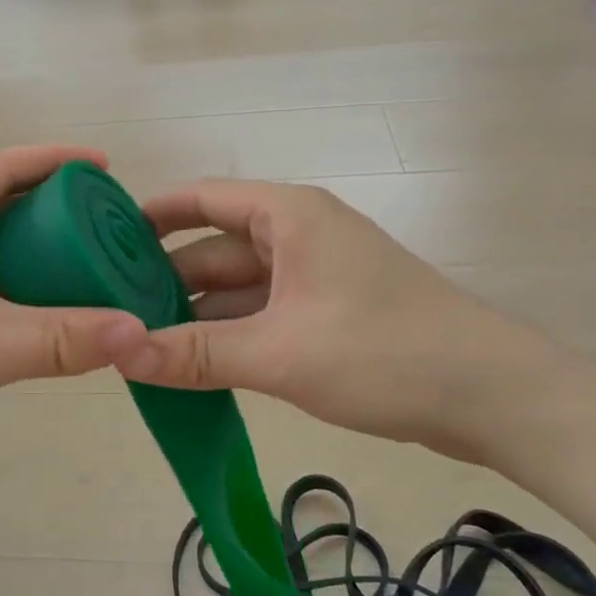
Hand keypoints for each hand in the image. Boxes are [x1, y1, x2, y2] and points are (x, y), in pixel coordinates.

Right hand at [104, 180, 559, 465]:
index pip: (201, 198)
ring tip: (140, 343)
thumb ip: (196, 354)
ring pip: (237, 286)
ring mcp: (315, 275)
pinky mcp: (329, 312)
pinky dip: (229, 334)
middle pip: (214, 247)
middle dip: (165, 279)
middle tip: (111, 311)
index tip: (99, 243)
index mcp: (288, 216)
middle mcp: (298, 234)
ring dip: (196, 313)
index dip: (149, 216)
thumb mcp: (279, 354)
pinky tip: (192, 364)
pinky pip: (262, 314)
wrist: (495, 397)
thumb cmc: (384, 352)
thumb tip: (118, 354)